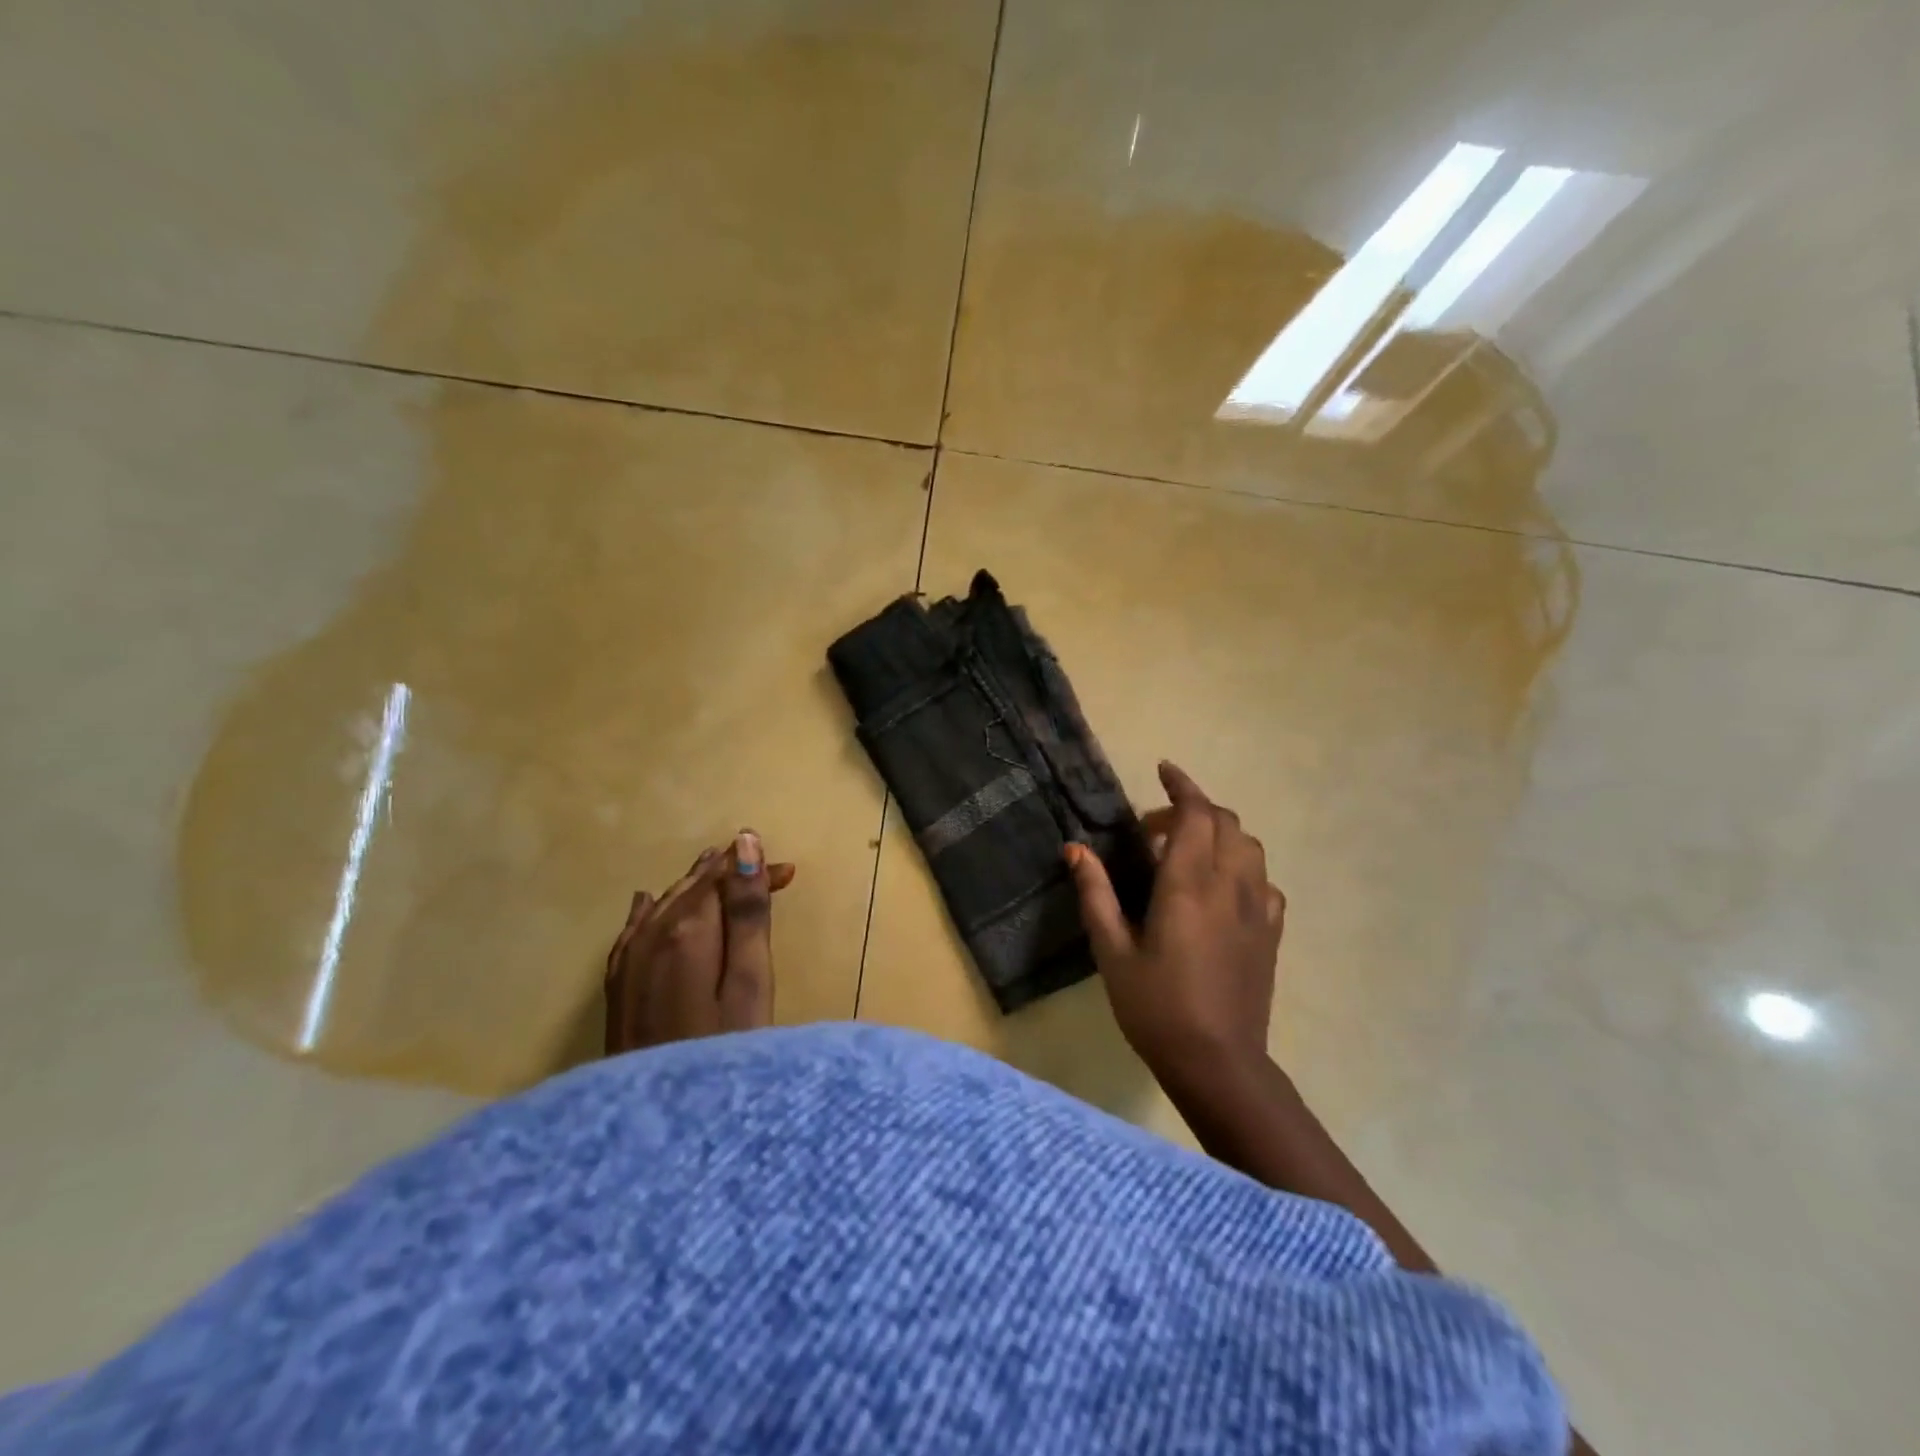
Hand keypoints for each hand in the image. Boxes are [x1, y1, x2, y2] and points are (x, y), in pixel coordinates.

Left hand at [603, 831, 795, 1054]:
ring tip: (721, 875)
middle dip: (730, 875)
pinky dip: (652, 910)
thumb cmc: (721, 1048)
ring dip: (697, 888)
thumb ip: (747, 911)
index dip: (754, 868)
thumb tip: (744, 842)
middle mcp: (650, 933)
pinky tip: (650, 903)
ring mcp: (628, 959)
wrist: (655, 1128)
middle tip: (771, 877)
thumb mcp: (749, 981)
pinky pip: (633, 929)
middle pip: (693, 886)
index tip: (790, 874)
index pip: (721, 876)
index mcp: (687, 928)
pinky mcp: (617, 985)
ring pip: (665, 903)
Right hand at [1064, 762, 1284, 1082]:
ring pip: (1249, 846)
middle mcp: (1230, 886)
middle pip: (1226, 822)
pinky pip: (1263, 880)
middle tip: (1154, 830)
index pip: (1196, 814)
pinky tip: (1219, 890)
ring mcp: (1257, 909)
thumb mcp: (1112, 950)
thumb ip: (1096, 893)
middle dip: (1193, 809)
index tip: (1164, 770)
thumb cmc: (1155, 1007)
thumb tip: (1075, 848)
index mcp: (1188, 884)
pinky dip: (1242, 867)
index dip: (1182, 786)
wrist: (1218, 1063)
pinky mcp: (1270, 932)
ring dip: (1219, 834)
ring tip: (1186, 854)